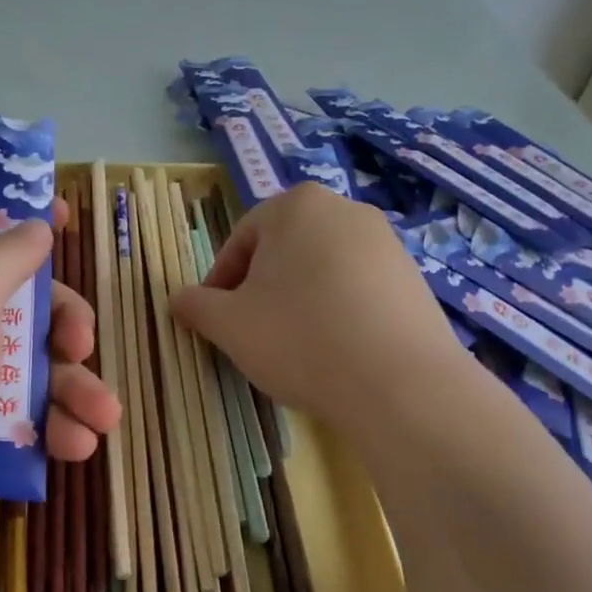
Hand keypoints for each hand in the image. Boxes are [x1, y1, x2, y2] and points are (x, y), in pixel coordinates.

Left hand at [0, 189, 121, 559]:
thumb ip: (5, 254)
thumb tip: (35, 228)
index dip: (16, 210)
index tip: (63, 217)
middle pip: (17, 296)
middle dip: (63, 316)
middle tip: (80, 341)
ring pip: (30, 363)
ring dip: (74, 386)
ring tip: (102, 413)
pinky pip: (22, 418)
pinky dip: (53, 428)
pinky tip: (77, 444)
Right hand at [171, 184, 466, 431]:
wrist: (400, 384)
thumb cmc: (299, 339)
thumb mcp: (229, 325)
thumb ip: (196, 305)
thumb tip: (177, 298)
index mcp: (295, 206)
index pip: (240, 241)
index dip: (220, 284)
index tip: (217, 321)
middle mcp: (344, 209)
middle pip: (282, 251)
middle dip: (261, 289)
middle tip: (253, 333)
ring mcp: (386, 241)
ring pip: (321, 269)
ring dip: (299, 300)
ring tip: (296, 346)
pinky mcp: (414, 276)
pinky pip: (358, 288)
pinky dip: (338, 311)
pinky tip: (336, 350)